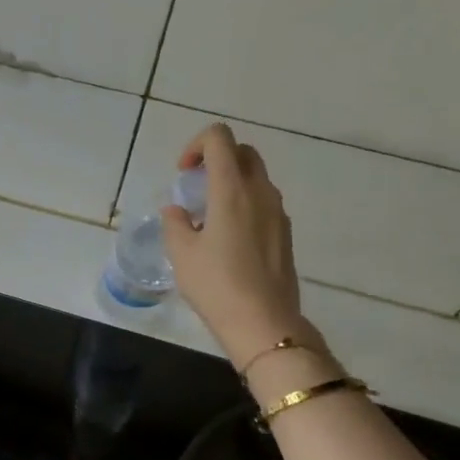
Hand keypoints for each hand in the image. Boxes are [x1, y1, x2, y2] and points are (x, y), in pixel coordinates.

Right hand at [161, 123, 319, 364]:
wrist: (264, 322)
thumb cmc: (216, 285)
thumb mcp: (181, 254)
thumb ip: (175, 223)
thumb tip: (176, 211)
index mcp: (231, 190)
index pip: (220, 138)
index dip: (196, 145)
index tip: (183, 174)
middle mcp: (260, 192)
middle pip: (242, 152)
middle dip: (216, 159)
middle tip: (195, 187)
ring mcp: (278, 212)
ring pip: (256, 177)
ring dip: (231, 183)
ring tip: (209, 216)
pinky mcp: (285, 232)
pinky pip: (263, 202)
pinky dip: (244, 203)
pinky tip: (227, 238)